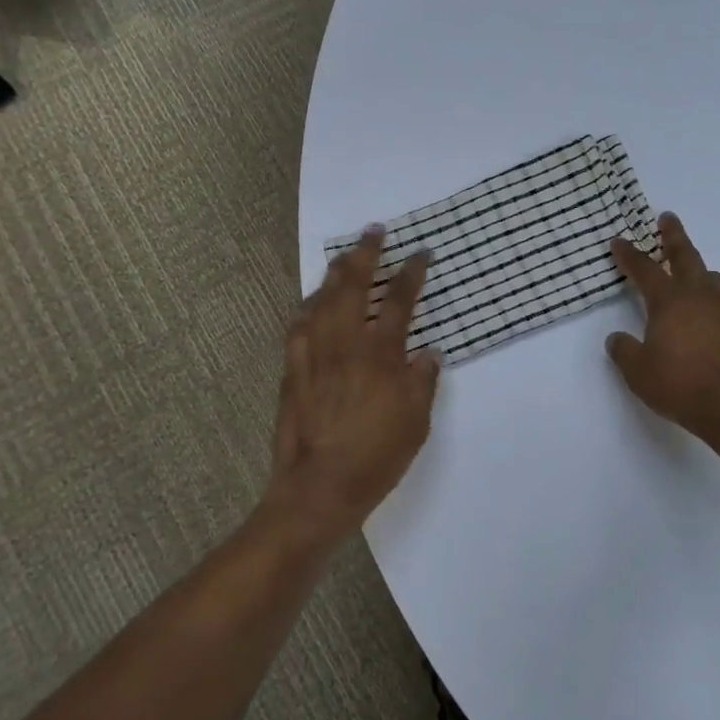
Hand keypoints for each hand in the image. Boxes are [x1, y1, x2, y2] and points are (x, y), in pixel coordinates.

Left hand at [266, 228, 440, 539]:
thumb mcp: (416, 422)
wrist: (319, 488)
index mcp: (380, 355)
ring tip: (344, 257)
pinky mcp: (291, 370)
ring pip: (321, 300)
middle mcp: (345, 345)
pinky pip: (298, 325)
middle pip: (353, 286)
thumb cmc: (376, 456)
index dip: (411, 273)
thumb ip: (422, 380)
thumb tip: (428, 352)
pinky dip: (308, 306)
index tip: (420, 253)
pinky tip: (312, 302)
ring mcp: (313, 355)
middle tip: (374, 231)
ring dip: (334, 274)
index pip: (400, 302)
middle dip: (365, 254)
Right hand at [607, 213, 719, 444]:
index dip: (630, 255)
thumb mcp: (638, 371)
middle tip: (667, 219)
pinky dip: (709, 293)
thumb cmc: (680, 384)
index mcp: (669, 301)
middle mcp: (697, 297)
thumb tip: (617, 339)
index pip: (645, 270)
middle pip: (685, 256)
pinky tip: (704, 308)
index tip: (619, 241)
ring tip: (690, 266)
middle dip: (673, 236)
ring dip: (697, 265)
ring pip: (709, 276)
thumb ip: (624, 351)